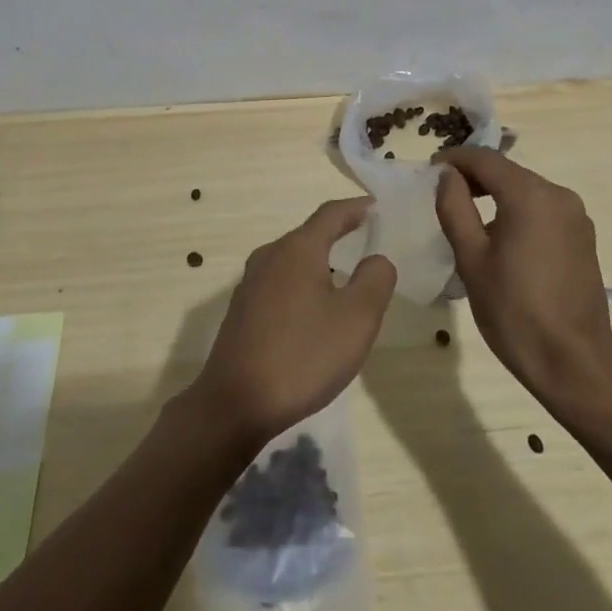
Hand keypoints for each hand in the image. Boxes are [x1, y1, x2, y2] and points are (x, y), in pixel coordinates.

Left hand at [191, 198, 396, 446]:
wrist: (235, 404)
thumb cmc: (303, 356)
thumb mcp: (356, 319)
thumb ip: (375, 280)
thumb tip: (376, 258)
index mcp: (298, 249)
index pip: (331, 214)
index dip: (356, 208)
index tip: (376, 206)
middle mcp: (270, 255)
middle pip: (309, 235)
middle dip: (338, 234)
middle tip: (365, 240)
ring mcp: (251, 283)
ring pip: (293, 261)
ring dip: (319, 263)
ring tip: (343, 278)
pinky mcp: (242, 311)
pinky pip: (280, 284)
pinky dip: (302, 285)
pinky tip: (312, 312)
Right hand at [435, 148, 611, 406]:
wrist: (575, 364)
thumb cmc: (515, 311)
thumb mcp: (471, 258)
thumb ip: (455, 207)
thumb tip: (447, 176)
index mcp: (529, 194)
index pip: (485, 158)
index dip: (454, 160)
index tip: (430, 171)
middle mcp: (558, 195)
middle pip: (507, 172)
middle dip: (475, 177)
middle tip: (444, 195)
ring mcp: (576, 216)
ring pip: (526, 190)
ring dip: (496, 195)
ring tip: (468, 218)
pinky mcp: (583, 238)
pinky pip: (543, 210)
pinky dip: (518, 212)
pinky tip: (502, 239)